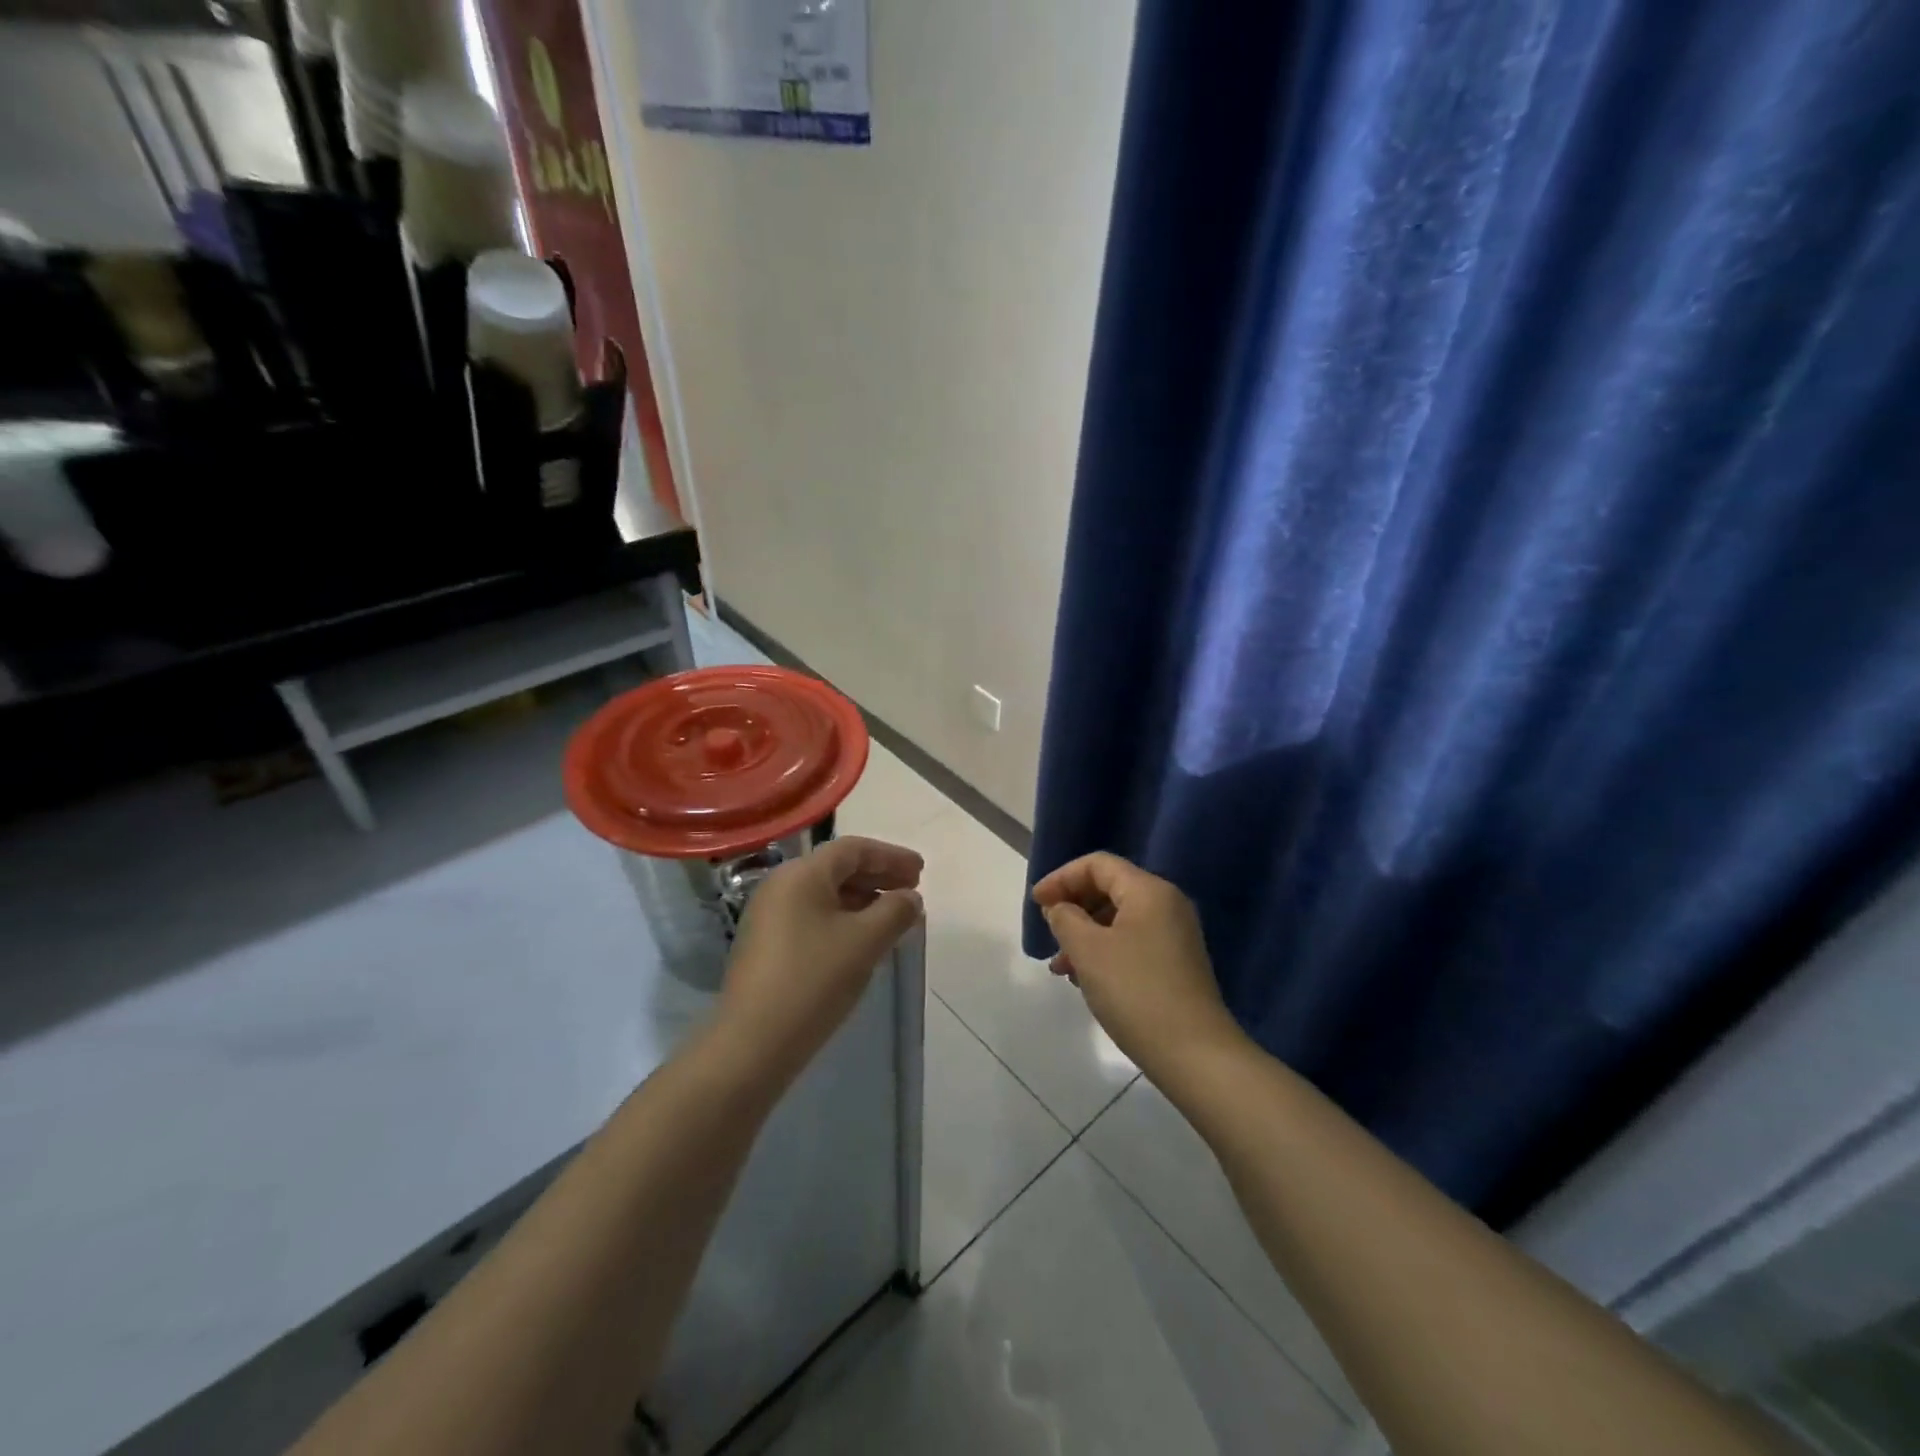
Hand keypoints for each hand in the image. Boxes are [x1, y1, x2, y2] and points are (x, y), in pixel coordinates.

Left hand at [718, 836, 924, 1080]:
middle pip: (838, 868)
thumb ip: (895, 912)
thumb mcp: (865, 942)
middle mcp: (781, 885)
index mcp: (801, 874)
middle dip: (879, 876)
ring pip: (825, 894)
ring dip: (863, 900)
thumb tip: (910, 898)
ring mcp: (769, 915)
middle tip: (912, 892)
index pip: (854, 849)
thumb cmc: (814, 980)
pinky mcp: (767, 944)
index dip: (892, 857)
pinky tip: (862, 940)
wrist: (753, 1043)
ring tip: (894, 918)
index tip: (921, 872)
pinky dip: (843, 918)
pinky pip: (813, 916)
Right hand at [1032, 852, 1245, 1082]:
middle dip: (1072, 907)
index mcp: (1149, 891)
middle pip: (1109, 889)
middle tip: (1048, 931)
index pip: (1098, 865)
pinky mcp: (1176, 964)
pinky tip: (1085, 980)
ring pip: (1118, 920)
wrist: (1194, 1055)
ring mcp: (1175, 935)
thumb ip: (1065, 919)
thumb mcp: (1088, 951)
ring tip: (1060, 967)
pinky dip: (1104, 952)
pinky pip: (1131, 942)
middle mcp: (1166, 905)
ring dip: (1084, 935)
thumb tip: (1061, 908)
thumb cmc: (1135, 992)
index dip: (1061, 878)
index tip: (1036, 903)